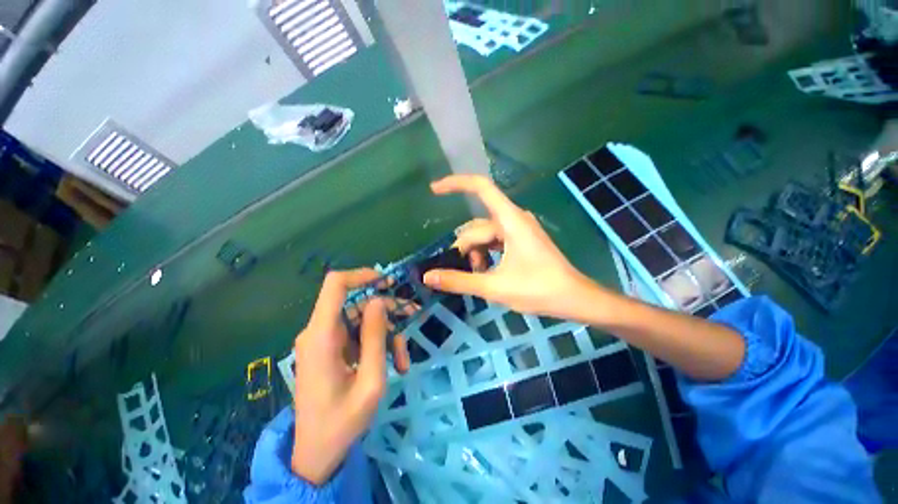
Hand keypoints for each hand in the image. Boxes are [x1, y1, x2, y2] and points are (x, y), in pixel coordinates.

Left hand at [291, 269, 409, 484]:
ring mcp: (323, 341)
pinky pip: (357, 335)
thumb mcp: (370, 381)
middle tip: (413, 316)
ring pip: (361, 320)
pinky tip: (391, 364)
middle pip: (357, 304)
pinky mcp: (330, 349)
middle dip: (387, 311)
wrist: (316, 453)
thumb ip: (375, 337)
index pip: (336, 285)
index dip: (362, 275)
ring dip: (386, 334)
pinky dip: (376, 344)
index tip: (388, 281)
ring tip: (401, 361)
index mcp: (322, 336)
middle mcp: (318, 332)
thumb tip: (379, 301)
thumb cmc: (343, 422)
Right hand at [423, 175, 600, 320]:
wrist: (574, 298)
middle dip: (466, 248)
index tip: (434, 190)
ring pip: (485, 234)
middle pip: (477, 225)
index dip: (456, 184)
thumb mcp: (494, 286)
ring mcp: (519, 229)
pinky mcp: (521, 239)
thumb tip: (428, 277)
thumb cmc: (538, 290)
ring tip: (479, 275)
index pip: (481, 188)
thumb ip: (459, 281)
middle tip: (466, 272)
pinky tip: (486, 270)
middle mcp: (514, 218)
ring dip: (476, 253)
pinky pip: (495, 240)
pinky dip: (486, 253)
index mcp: (510, 220)